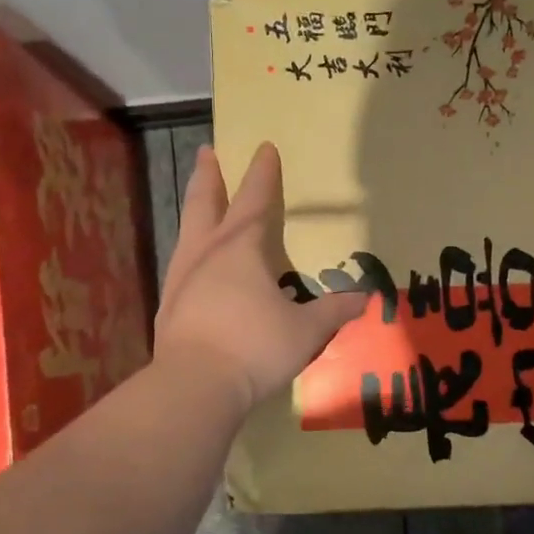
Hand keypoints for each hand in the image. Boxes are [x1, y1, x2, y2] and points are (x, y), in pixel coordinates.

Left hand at [153, 142, 364, 411]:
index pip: (256, 201)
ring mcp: (182, 278)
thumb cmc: (255, 348)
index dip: (263, 174)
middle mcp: (207, 254)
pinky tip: (194, 262)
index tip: (264, 148)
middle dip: (209, 176)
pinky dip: (190, 249)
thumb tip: (364, 297)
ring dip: (195, 208)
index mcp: (241, 249)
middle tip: (207, 152)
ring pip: (188, 230)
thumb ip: (333, 311)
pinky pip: (182, 263)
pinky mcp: (169, 305)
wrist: (194, 385)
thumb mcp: (305, 331)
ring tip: (198, 200)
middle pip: (206, 203)